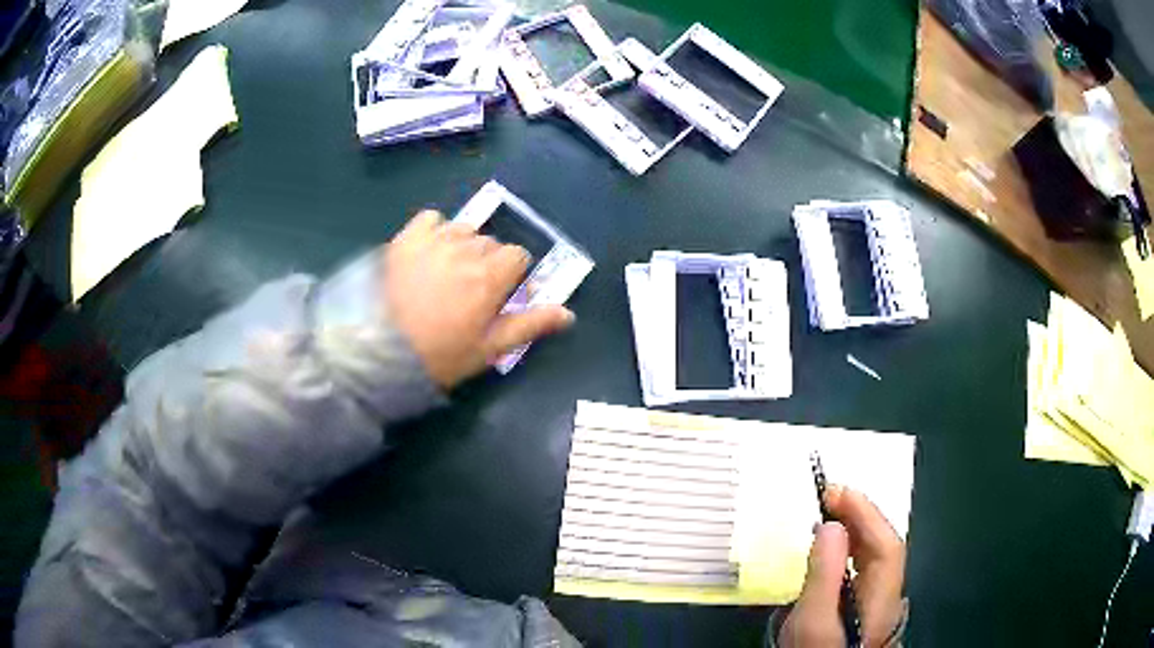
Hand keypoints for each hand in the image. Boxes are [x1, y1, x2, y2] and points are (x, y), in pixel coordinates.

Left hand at [384, 210, 574, 388]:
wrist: (381, 352)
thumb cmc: (441, 355)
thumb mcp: (489, 348)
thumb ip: (530, 325)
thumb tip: (568, 314)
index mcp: (490, 276)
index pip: (518, 255)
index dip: (514, 275)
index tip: (502, 295)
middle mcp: (466, 249)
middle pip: (490, 243)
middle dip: (488, 263)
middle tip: (471, 291)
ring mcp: (434, 240)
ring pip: (463, 230)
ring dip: (463, 246)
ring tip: (446, 273)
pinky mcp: (406, 238)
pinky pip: (431, 219)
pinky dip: (435, 231)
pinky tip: (428, 252)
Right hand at [780, 485, 905, 647]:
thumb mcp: (812, 621)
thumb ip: (823, 575)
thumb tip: (830, 526)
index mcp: (881, 598)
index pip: (885, 545)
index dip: (866, 514)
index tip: (837, 492)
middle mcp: (887, 593)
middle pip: (885, 545)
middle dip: (862, 515)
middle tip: (830, 496)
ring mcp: (877, 598)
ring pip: (876, 553)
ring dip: (856, 527)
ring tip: (830, 510)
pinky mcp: (864, 603)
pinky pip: (863, 564)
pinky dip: (850, 545)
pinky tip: (833, 543)